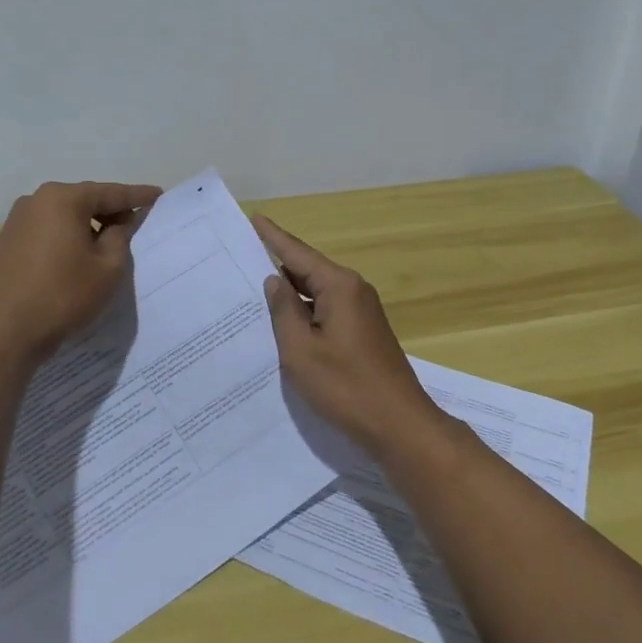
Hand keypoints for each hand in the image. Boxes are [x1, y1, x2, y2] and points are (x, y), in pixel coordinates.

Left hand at [0, 181, 161, 366]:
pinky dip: (66, 238)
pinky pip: (47, 231)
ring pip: (64, 216)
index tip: (158, 195)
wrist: (1, 335)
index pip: (110, 193)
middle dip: (110, 211)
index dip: (137, 196)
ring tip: (108, 244)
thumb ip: (120, 237)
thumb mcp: (108, 268)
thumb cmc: (62, 296)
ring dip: (87, 226)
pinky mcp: (5, 243)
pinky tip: (77, 257)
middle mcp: (35, 201)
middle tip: (135, 223)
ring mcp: (16, 221)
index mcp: (63, 199)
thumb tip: (119, 224)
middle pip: (84, 200)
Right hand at [253, 214, 446, 459]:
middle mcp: (353, 290)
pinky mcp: (364, 332)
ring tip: (254, 291)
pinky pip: (327, 311)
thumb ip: (284, 311)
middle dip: (277, 265)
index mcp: (339, 286)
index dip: (273, 237)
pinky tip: (284, 323)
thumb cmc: (346, 387)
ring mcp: (362, 312)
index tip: (254, 218)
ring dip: (290, 294)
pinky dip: (305, 312)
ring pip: (317, 293)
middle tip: (241, 260)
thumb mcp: (301, 350)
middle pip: (308, 270)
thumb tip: (275, 281)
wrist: (399, 425)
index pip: (297, 253)